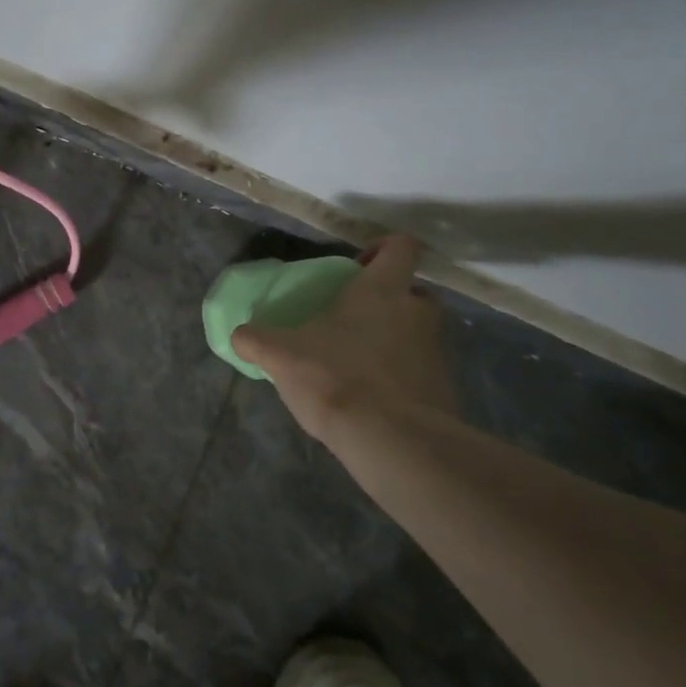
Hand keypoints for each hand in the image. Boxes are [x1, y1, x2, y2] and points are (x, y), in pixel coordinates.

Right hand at [232, 238, 458, 453]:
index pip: (402, 246)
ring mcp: (438, 351)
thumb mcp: (280, 356)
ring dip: (396, 340)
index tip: (360, 265)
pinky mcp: (446, 389)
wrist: (392, 440)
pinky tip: (374, 398)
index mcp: (383, 290)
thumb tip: (239, 335)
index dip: (384, 248)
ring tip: (359, 363)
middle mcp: (418, 312)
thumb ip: (256, 340)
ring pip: (418, 333)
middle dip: (390, 301)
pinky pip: (423, 371)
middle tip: (356, 319)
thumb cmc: (335, 378)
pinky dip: (403, 378)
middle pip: (414, 292)